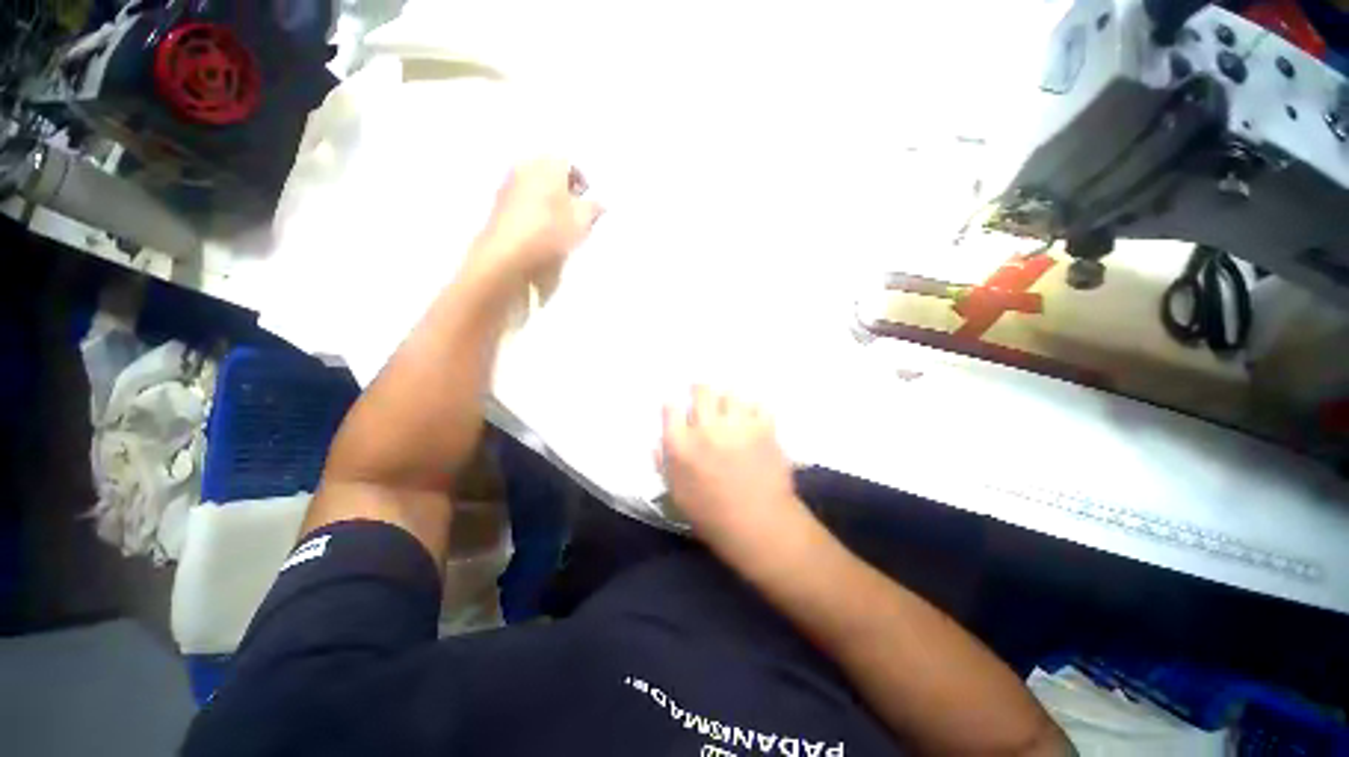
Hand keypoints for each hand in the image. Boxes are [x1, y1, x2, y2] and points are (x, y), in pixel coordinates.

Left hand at [468, 159, 601, 285]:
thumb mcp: (582, 222)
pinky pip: (524, 201)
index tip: (589, 202)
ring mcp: (509, 184)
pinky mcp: (499, 204)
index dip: (583, 182)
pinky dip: (535, 210)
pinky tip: (542, 230)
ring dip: (550, 201)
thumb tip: (598, 203)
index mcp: (548, 164)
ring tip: (561, 224)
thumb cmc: (550, 231)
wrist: (507, 254)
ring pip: (537, 186)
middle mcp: (526, 166)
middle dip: (565, 190)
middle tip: (577, 212)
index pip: (571, 163)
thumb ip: (594, 208)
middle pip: (551, 173)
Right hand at [659, 387, 808, 554]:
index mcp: (680, 445)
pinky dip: (755, 410)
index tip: (677, 406)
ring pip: (730, 393)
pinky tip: (753, 419)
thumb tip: (655, 442)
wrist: (757, 525)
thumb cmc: (711, 514)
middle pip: (701, 391)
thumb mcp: (677, 493)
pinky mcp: (763, 428)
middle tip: (704, 394)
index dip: (674, 405)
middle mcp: (706, 428)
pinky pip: (758, 405)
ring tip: (731, 408)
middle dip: (700, 390)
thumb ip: (663, 463)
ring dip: (728, 399)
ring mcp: (736, 425)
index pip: (671, 408)